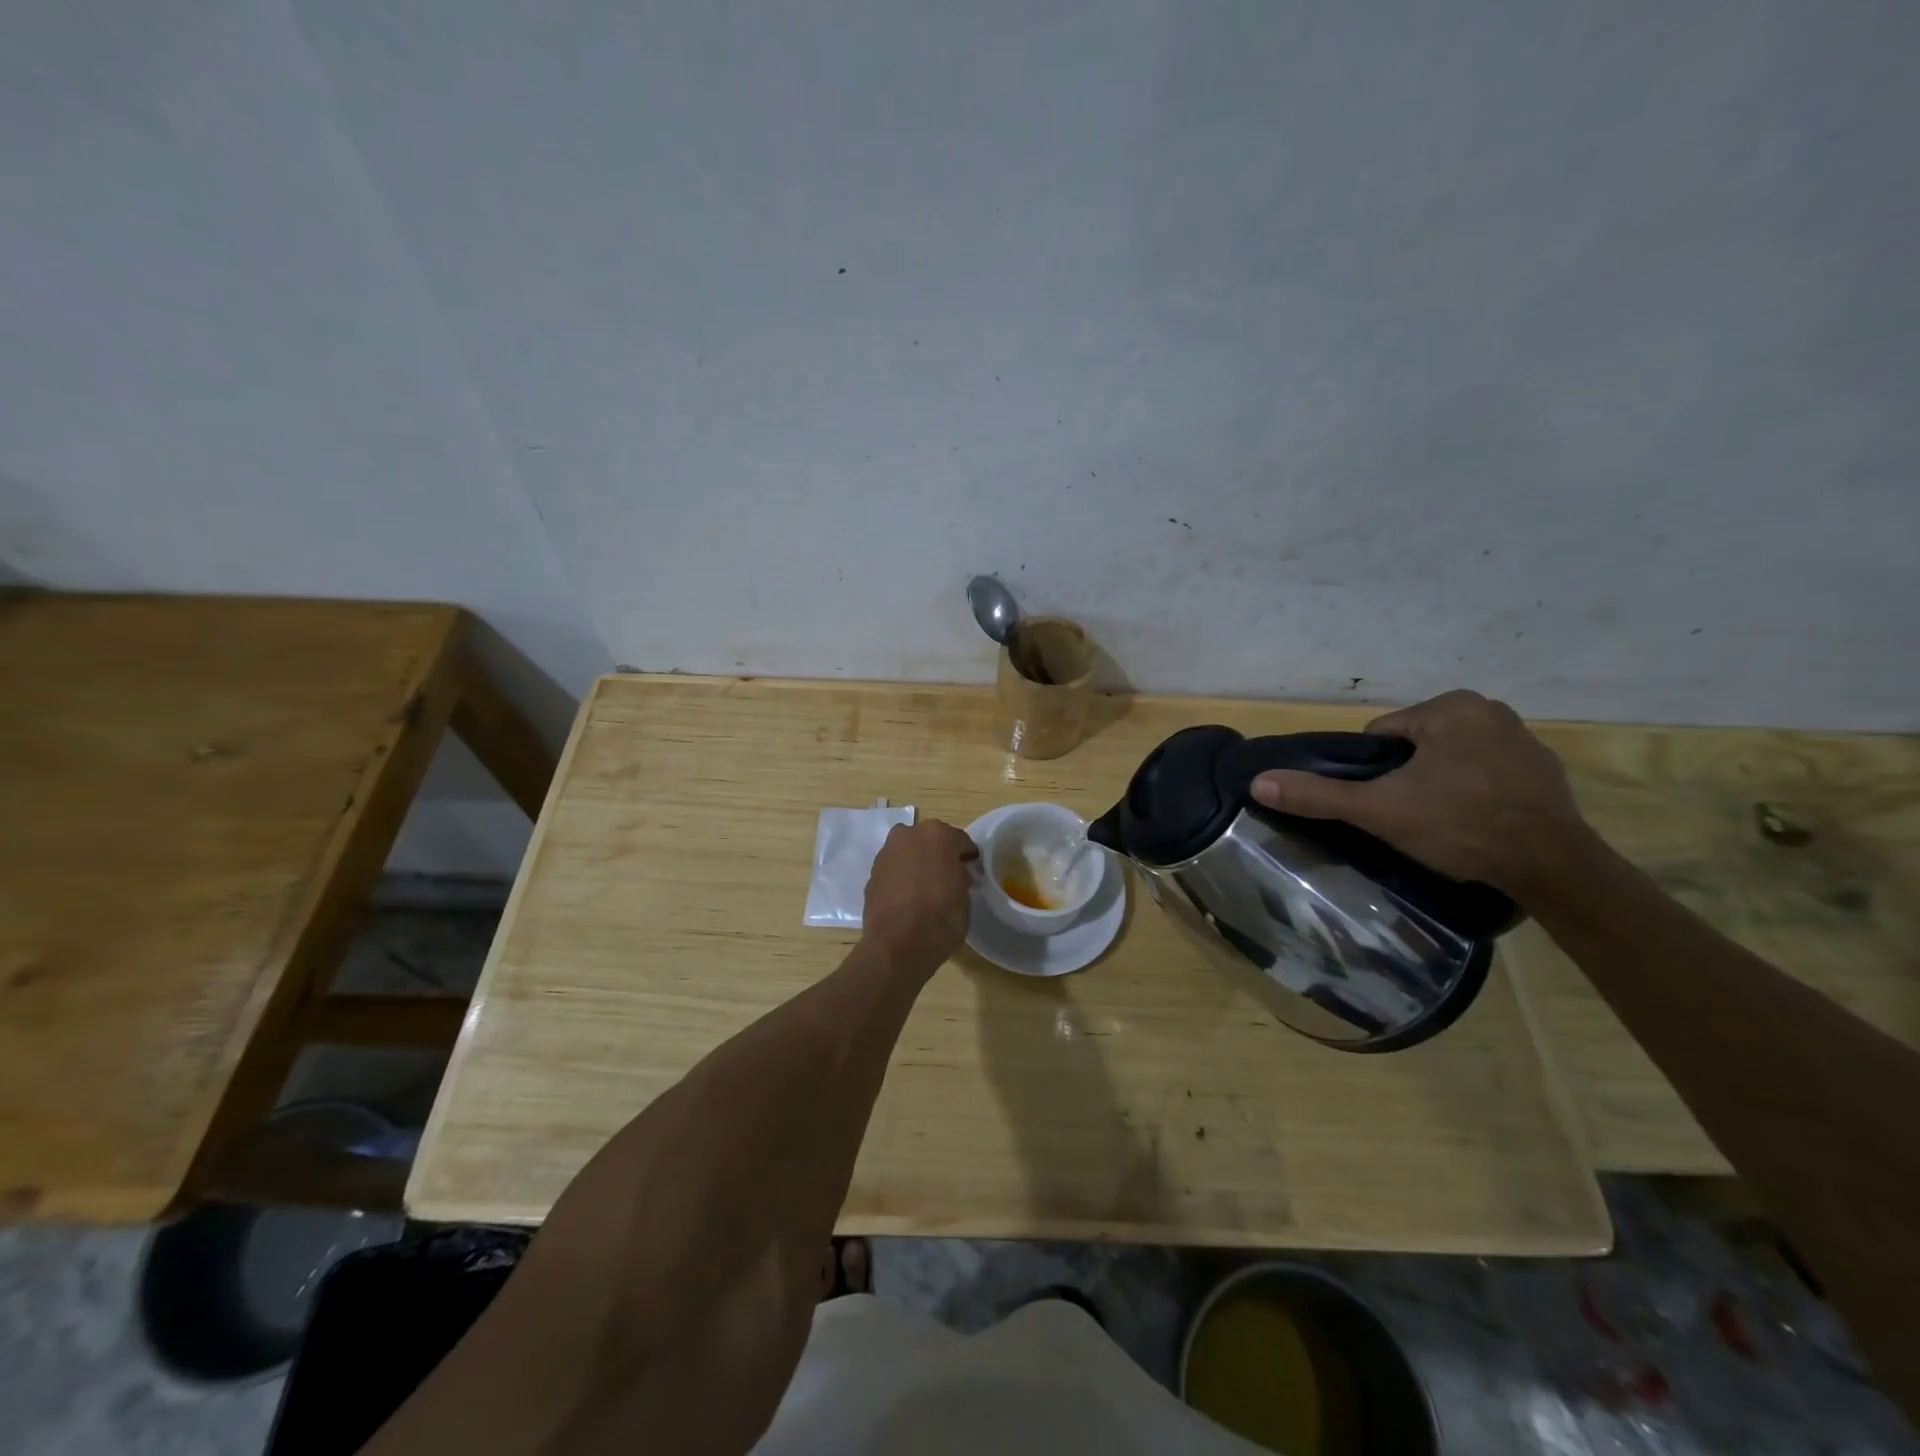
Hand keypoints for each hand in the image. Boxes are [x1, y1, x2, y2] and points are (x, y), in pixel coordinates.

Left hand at [861, 819, 978, 976]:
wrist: (898, 944)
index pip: (960, 841)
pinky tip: (907, 897)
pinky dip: (901, 877)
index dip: (967, 857)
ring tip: (925, 888)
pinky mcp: (871, 873)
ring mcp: (886, 853)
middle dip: (939, 855)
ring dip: (917, 863)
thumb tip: (955, 875)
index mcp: (938, 835)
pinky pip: (894, 870)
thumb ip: (960, 878)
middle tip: (947, 877)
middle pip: (930, 841)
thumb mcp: (965, 898)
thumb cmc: (941, 918)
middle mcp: (909, 835)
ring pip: (908, 853)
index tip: (970, 870)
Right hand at [1250, 689, 1593, 895]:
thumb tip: (1259, 782)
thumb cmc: (1458, 825)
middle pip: (1416, 744)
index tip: (1386, 803)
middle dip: (1407, 776)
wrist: (1551, 866)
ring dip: (1440, 782)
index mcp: (1449, 707)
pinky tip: (1477, 821)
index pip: (1382, 735)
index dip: (1373, 772)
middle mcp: (1488, 709)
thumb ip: (1318, 795)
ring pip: (1450, 757)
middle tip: (1412, 816)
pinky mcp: (1545, 768)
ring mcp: (1523, 737)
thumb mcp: (1379, 810)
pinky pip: (1487, 771)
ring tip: (1444, 822)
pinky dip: (1476, 790)